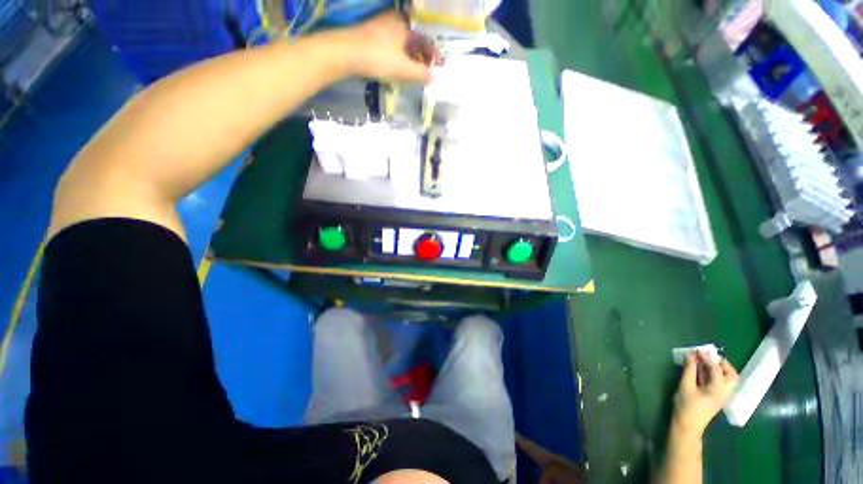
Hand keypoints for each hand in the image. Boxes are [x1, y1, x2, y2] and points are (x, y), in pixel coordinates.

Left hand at [334, 11, 438, 82]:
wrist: (345, 53)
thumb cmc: (378, 58)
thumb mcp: (403, 68)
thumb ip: (421, 73)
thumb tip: (436, 78)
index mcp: (405, 24)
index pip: (425, 37)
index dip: (433, 53)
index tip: (437, 67)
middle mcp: (395, 21)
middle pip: (414, 40)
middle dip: (422, 57)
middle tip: (426, 73)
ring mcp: (382, 27)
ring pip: (403, 43)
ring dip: (410, 59)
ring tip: (413, 74)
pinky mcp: (372, 36)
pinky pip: (392, 46)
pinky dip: (399, 58)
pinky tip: (398, 70)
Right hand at [671, 352, 738, 437]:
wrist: (688, 425)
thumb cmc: (687, 405)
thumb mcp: (685, 386)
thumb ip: (689, 370)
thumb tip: (691, 356)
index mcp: (718, 388)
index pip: (716, 369)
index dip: (707, 358)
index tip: (697, 350)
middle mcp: (725, 391)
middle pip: (731, 374)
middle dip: (721, 363)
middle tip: (708, 357)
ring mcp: (723, 396)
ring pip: (728, 379)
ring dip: (720, 369)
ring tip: (705, 363)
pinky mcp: (718, 398)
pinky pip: (722, 383)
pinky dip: (716, 375)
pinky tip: (704, 372)